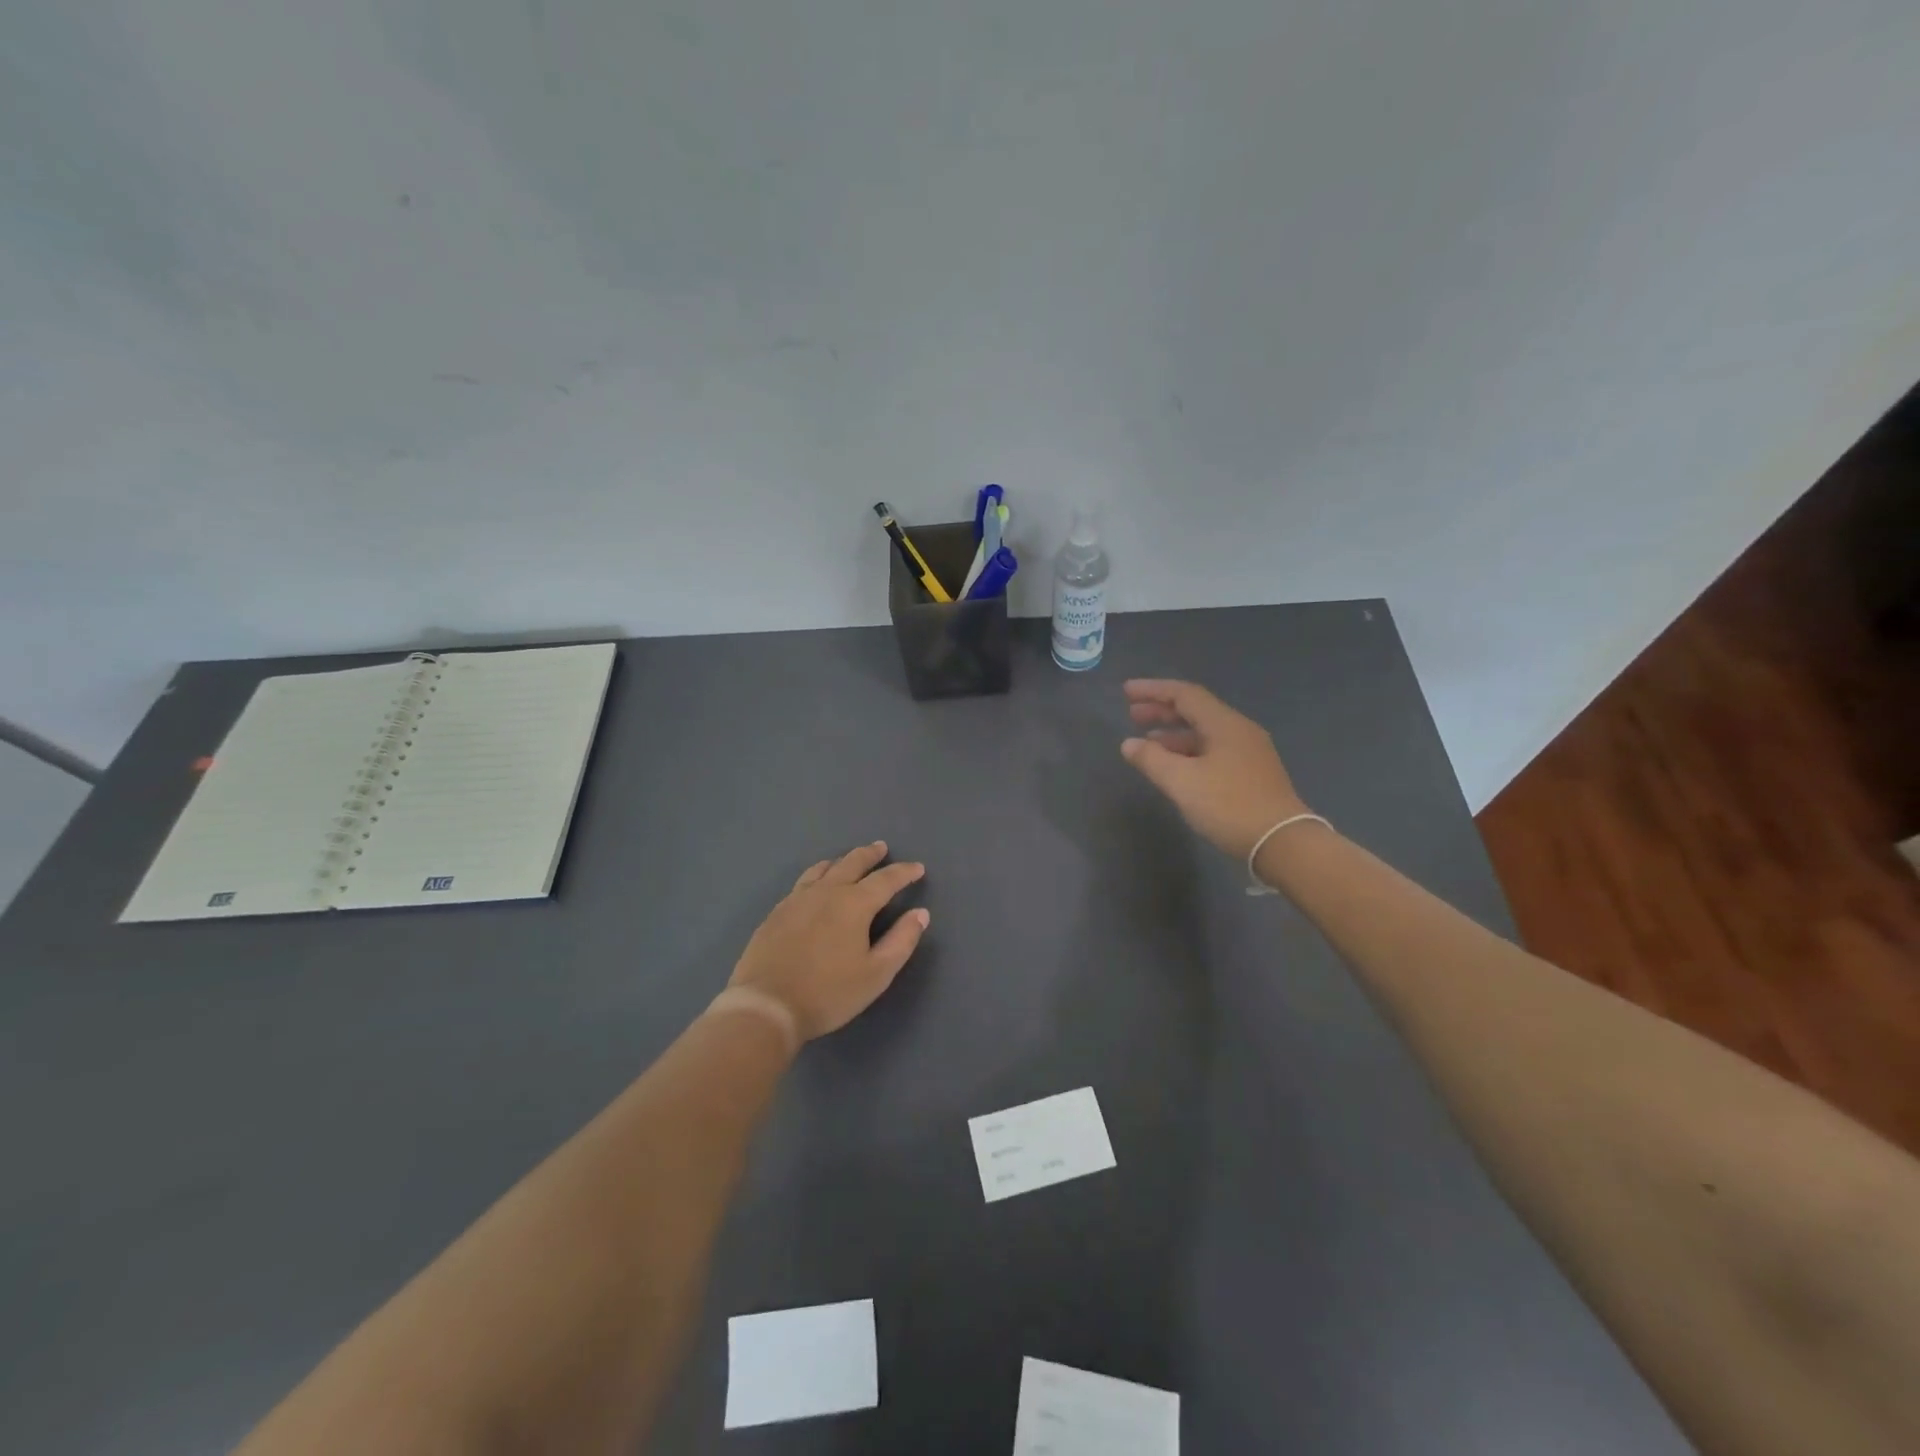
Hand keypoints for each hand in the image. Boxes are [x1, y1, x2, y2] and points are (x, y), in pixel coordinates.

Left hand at [728, 842, 929, 1040]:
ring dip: (841, 861)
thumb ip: (901, 941)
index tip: (917, 868)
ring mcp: (797, 899)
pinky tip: (815, 886)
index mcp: (854, 904)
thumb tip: (920, 914)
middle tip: (881, 848)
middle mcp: (826, 892)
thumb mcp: (876, 974)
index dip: (904, 872)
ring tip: (848, 861)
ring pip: (823, 869)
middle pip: (852, 863)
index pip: (886, 880)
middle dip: (870, 855)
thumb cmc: (828, 993)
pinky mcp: (777, 912)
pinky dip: (817, 875)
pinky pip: (802, 882)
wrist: (766, 1005)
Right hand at [1120, 679, 1310, 859]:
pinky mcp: (1252, 773)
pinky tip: (1175, 767)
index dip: (1153, 690)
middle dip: (1162, 710)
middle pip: (1196, 710)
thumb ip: (1152, 759)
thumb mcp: (1182, 782)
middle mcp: (1239, 730)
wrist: (1283, 843)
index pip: (1184, 694)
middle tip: (1132, 715)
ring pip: (1205, 732)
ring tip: (1147, 743)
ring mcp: (1249, 752)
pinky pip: (1214, 750)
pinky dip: (1189, 751)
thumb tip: (1128, 744)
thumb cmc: (1229, 806)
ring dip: (1174, 733)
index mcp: (1224, 724)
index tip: (1126, 691)